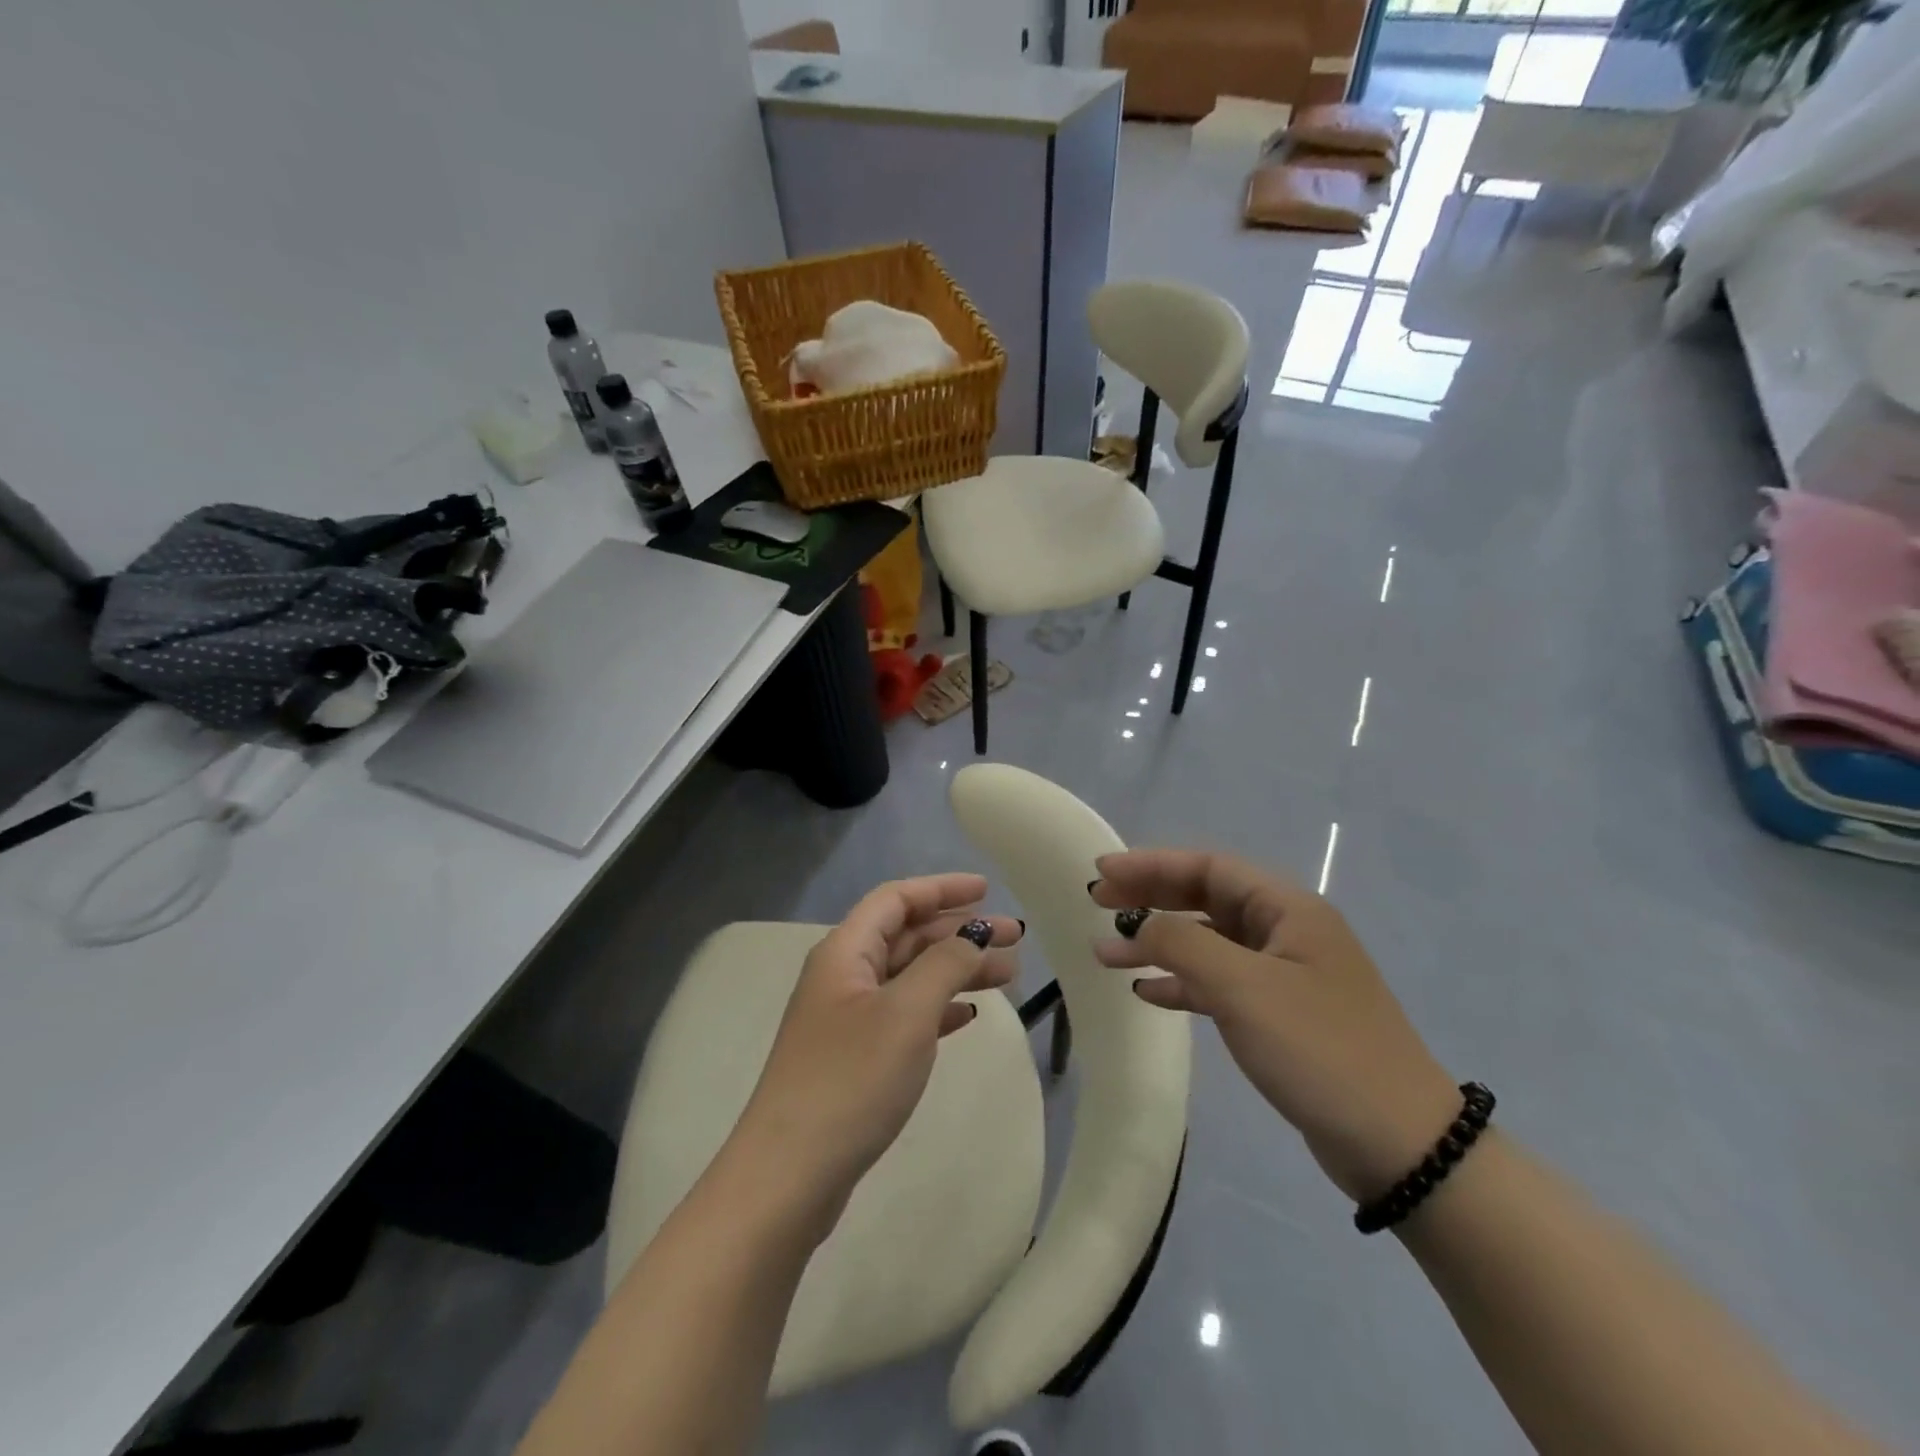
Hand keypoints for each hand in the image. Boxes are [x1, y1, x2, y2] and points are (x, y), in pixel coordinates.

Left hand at [730, 874, 1021, 1231]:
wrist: (789, 1176)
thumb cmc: (851, 1080)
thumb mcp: (906, 1013)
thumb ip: (944, 964)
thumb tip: (972, 936)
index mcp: (845, 952)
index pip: (896, 899)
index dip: (942, 889)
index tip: (987, 891)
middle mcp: (843, 976)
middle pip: (907, 935)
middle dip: (959, 931)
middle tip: (1015, 937)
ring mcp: (847, 1019)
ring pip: (910, 976)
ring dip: (956, 970)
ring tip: (1007, 975)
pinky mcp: (855, 1058)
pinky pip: (904, 1015)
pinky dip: (938, 1007)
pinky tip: (968, 1016)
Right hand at [1093, 849, 1459, 1203]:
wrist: (1401, 1146)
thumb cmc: (1320, 1050)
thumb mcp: (1243, 988)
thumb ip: (1182, 944)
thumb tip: (1139, 925)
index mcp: (1287, 910)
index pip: (1208, 868)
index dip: (1151, 864)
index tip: (1102, 872)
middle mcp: (1287, 932)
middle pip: (1205, 899)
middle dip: (1150, 898)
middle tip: (1099, 903)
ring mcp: (1285, 976)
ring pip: (1208, 943)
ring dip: (1158, 944)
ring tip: (1107, 955)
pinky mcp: (1281, 1017)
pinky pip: (1219, 984)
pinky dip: (1182, 983)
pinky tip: (1148, 992)